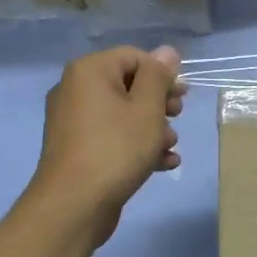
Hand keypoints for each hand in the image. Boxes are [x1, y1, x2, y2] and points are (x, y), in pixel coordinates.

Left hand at [26, 45, 185, 244]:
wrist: (74, 204)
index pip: (134, 57)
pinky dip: (135, 145)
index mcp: (89, 71)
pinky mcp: (77, 149)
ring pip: (122, 114)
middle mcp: (75, 89)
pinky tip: (163, 164)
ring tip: (171, 147)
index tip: (183, 97)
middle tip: (179, 118)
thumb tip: (166, 51)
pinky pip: (111, 137)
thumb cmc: (116, 148)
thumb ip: (158, 77)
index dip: (163, 74)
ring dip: (152, 128)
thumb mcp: (147, 109)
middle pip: (128, 85)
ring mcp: (73, 121)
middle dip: (159, 103)